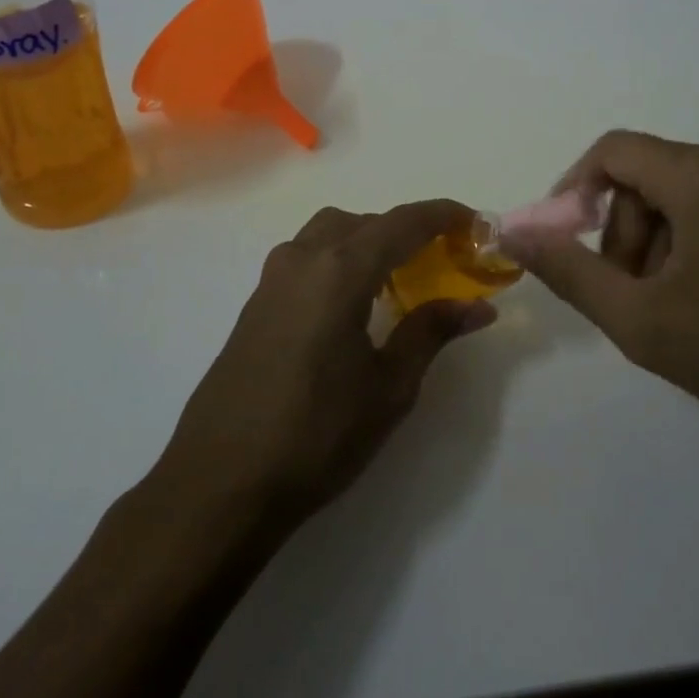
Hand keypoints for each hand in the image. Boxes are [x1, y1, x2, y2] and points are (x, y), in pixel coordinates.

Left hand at [155, 200, 496, 527]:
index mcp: (340, 270)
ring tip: (398, 278)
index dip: (444, 215)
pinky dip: (339, 258)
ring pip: (330, 232)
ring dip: (369, 239)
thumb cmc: (316, 435)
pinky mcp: (256, 302)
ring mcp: (272, 278)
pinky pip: (307, 256)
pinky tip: (352, 304)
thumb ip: (431, 332)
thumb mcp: (389, 388)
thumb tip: (478, 306)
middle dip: (407, 229)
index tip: (477, 223)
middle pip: (365, 220)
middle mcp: (303, 258)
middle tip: (442, 258)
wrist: (220, 483)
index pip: (403, 222)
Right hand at [499, 131, 698, 451]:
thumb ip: (568, 271)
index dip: (574, 190)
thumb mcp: (642, 320)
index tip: (566, 242)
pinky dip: (696, 241)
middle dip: (625, 233)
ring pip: (682, 193)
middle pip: (647, 177)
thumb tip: (510, 232)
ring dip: (660, 243)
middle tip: (633, 296)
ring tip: (677, 307)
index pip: (611, 151)